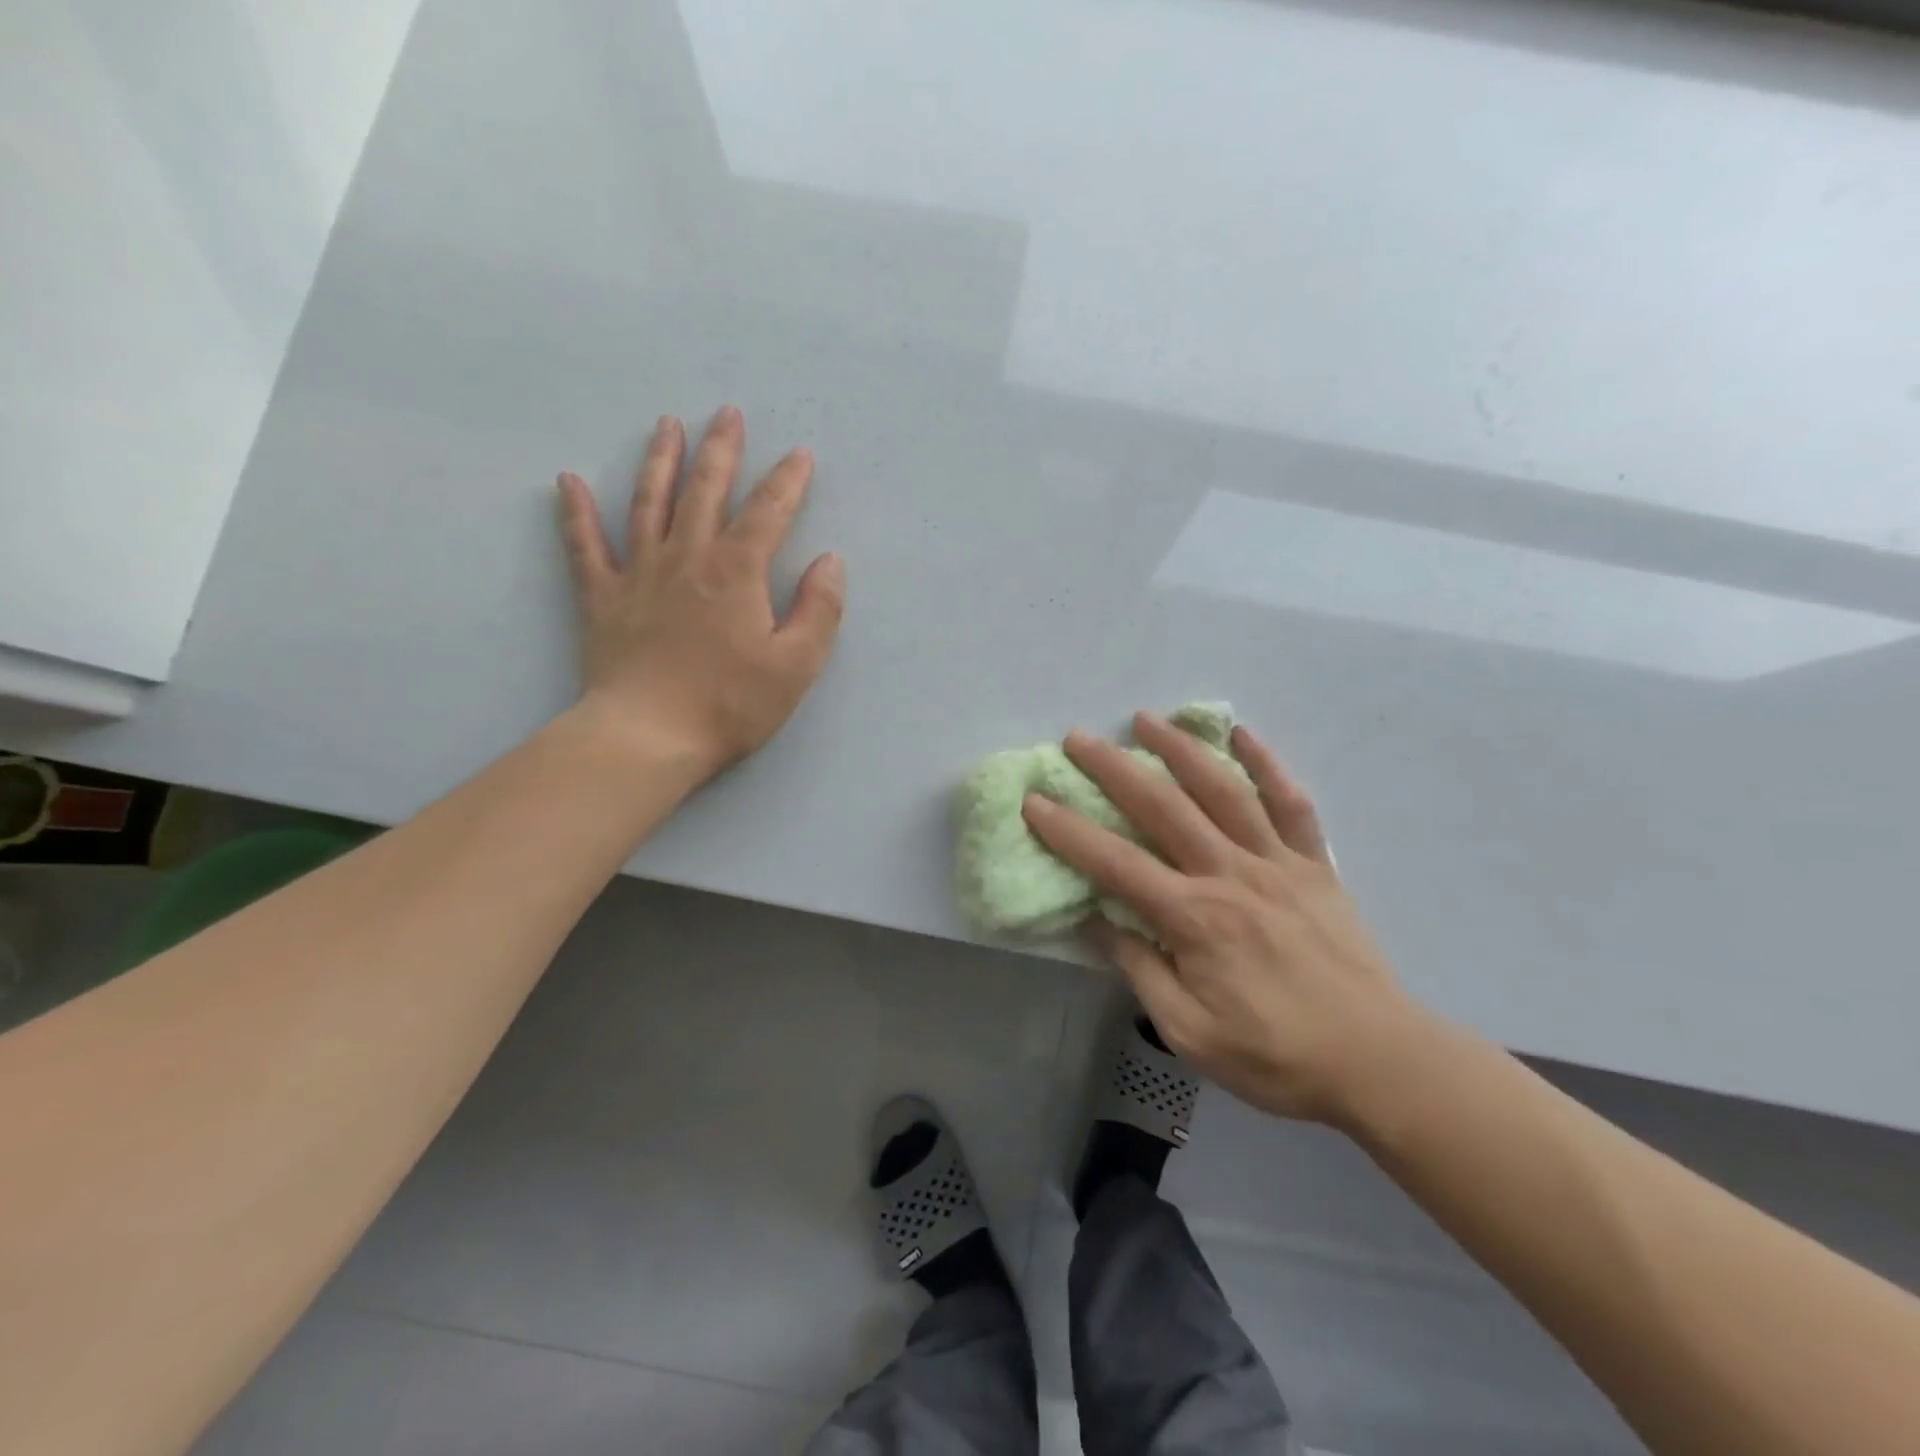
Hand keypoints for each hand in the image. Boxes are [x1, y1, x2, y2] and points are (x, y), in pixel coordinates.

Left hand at [556, 406, 844, 777]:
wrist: (648, 736)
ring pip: (648, 502)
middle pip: (705, 490)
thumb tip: (829, 562)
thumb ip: (819, 609)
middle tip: (727, 414)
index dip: (788, 481)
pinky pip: (584, 545)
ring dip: (659, 461)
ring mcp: (638, 573)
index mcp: (737, 571)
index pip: (768, 512)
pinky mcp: (601, 597)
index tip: (800, 455)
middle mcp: (687, 557)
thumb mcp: (796, 664)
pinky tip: (568, 481)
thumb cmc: (730, 704)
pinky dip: (575, 512)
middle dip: (721, 450)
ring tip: (667, 425)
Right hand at [1022, 713, 1432, 1126]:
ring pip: (1222, 789)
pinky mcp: (1314, 864)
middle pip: (1162, 807)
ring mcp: (1276, 862)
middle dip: (1113, 768)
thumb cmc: (1275, 1055)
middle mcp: (1230, 875)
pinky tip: (1241, 734)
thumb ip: (1140, 969)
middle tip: (1077, 739)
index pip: (1116, 863)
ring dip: (1180, 748)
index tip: (1034, 801)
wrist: (1377, 1060)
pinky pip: (1290, 803)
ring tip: (1145, 718)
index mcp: (1194, 918)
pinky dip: (1267, 763)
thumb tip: (1095, 920)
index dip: (1069, 831)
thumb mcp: (1189, 1032)